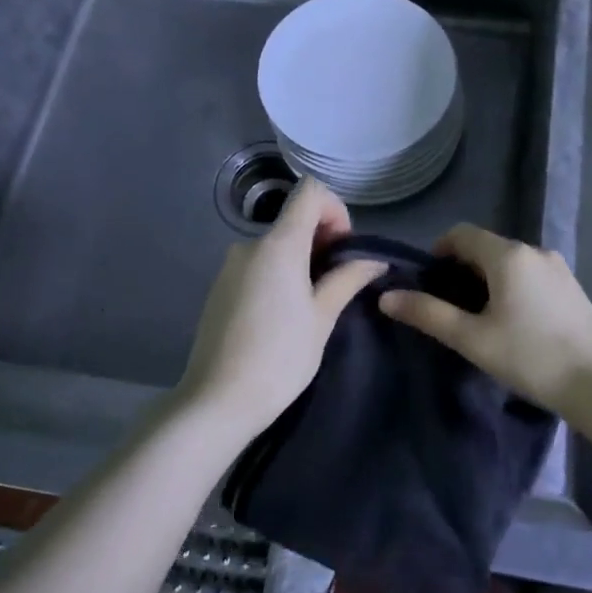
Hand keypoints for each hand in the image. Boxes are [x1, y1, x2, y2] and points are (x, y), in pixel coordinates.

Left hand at [175, 178, 386, 436]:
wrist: (217, 401)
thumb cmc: (279, 358)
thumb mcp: (322, 318)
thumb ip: (347, 279)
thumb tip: (374, 260)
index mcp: (278, 244)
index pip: (309, 191)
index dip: (335, 210)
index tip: (344, 248)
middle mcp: (249, 245)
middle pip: (293, 219)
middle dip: (322, 240)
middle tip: (338, 282)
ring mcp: (230, 266)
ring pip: (276, 245)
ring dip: (301, 260)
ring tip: (313, 304)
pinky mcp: (219, 287)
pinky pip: (257, 265)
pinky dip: (278, 274)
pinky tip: (283, 316)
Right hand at [379, 224, 591, 416]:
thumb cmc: (531, 357)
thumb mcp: (472, 339)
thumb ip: (427, 314)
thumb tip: (387, 296)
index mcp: (508, 255)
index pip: (462, 233)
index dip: (438, 252)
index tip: (427, 283)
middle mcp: (534, 251)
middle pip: (486, 247)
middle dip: (461, 269)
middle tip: (448, 307)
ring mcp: (557, 268)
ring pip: (509, 262)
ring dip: (486, 280)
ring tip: (477, 319)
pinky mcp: (571, 287)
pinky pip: (530, 275)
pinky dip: (510, 287)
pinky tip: (511, 323)